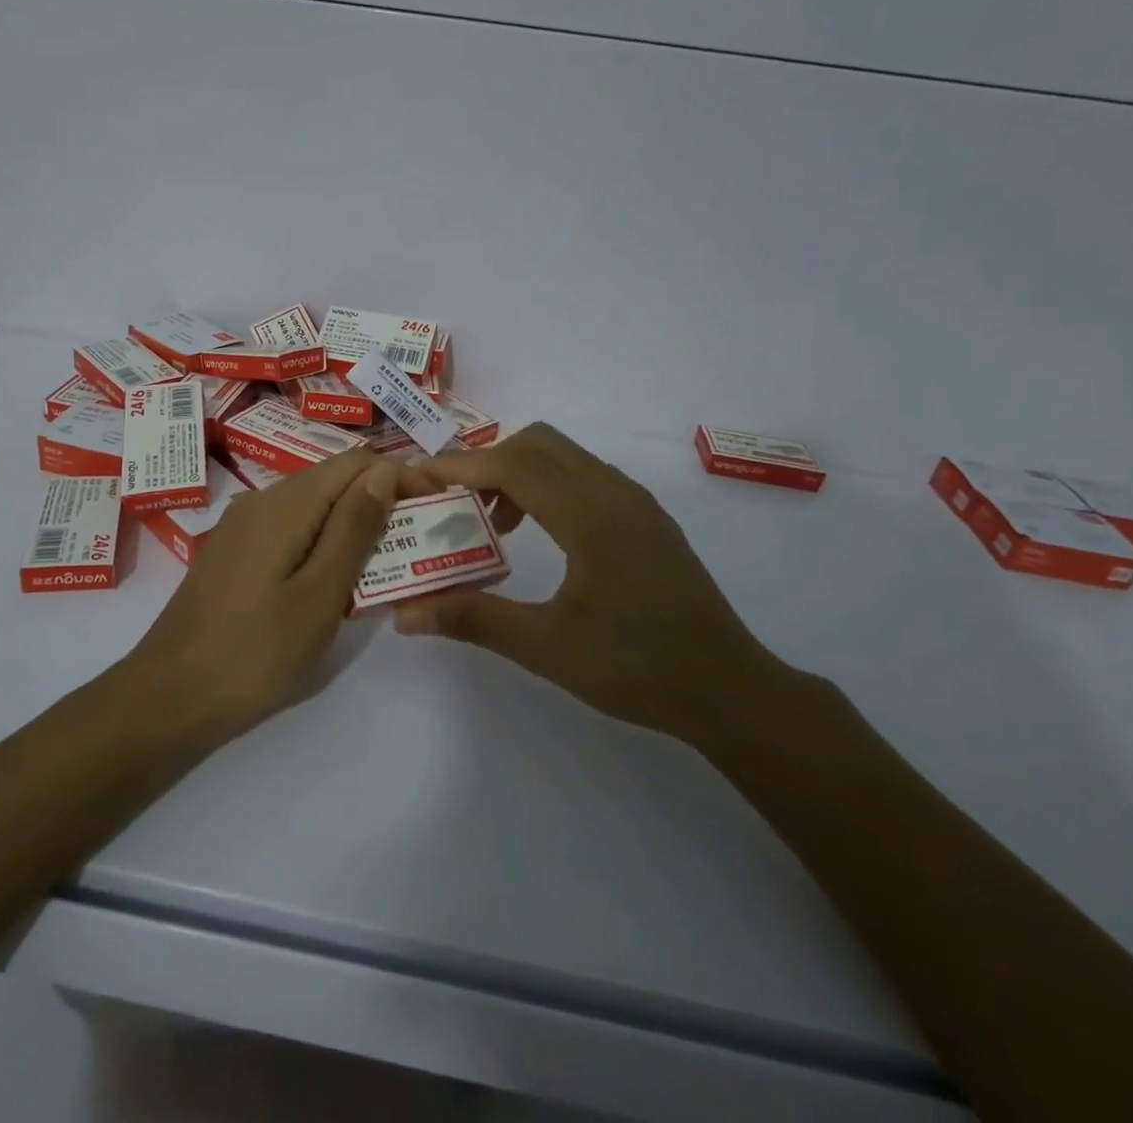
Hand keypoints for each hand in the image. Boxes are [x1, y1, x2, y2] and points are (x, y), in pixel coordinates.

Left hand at [124, 451, 432, 738]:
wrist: (168, 698)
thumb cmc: (254, 652)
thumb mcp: (320, 594)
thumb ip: (354, 528)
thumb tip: (385, 471)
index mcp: (286, 503)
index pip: (357, 463)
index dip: (400, 477)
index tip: (435, 510)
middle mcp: (262, 501)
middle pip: (334, 481)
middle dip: (380, 503)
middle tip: (416, 547)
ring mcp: (242, 527)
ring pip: (313, 508)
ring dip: (353, 527)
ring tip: (385, 568)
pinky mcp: (234, 554)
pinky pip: (290, 531)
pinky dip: (322, 545)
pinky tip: (334, 582)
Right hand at [393, 424, 788, 746]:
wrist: (728, 689)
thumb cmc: (636, 667)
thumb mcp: (547, 648)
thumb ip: (474, 620)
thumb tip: (405, 615)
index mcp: (590, 514)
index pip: (512, 465)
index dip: (460, 468)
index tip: (417, 479)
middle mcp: (614, 492)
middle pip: (537, 443)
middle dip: (487, 462)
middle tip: (453, 503)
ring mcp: (636, 502)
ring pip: (564, 456)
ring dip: (519, 472)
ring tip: (491, 523)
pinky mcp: (647, 518)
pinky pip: (585, 476)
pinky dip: (548, 485)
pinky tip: (539, 534)